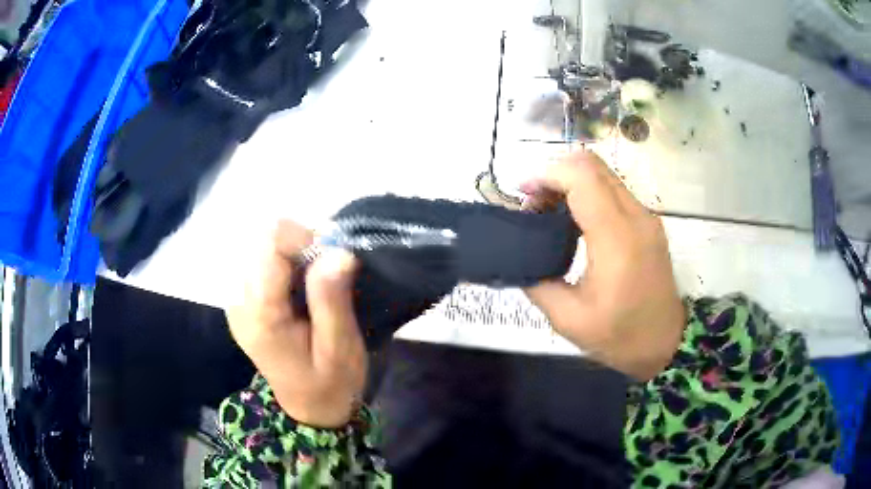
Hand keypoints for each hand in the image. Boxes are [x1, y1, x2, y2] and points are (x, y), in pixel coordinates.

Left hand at [226, 221, 366, 427]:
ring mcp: (236, 300)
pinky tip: (300, 284)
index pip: (268, 246)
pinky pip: (258, 260)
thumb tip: (336, 251)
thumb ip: (331, 299)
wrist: (309, 408)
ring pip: (258, 245)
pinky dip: (283, 261)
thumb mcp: (340, 347)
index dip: (303, 238)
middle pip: (260, 240)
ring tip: (315, 278)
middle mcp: (238, 302)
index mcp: (260, 316)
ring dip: (291, 251)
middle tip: (327, 269)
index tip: (331, 257)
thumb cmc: (330, 382)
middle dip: (297, 243)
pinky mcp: (241, 300)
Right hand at [522, 150, 684, 380]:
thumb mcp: (568, 319)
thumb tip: (519, 258)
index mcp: (617, 239)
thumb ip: (537, 282)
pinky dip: (586, 193)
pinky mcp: (648, 221)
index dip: (547, 175)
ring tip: (548, 212)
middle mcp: (635, 217)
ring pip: (602, 173)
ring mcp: (645, 216)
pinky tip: (572, 220)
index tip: (523, 194)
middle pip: (592, 165)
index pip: (582, 177)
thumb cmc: (620, 336)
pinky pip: (613, 190)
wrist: (665, 343)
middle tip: (534, 204)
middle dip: (555, 174)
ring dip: (570, 182)